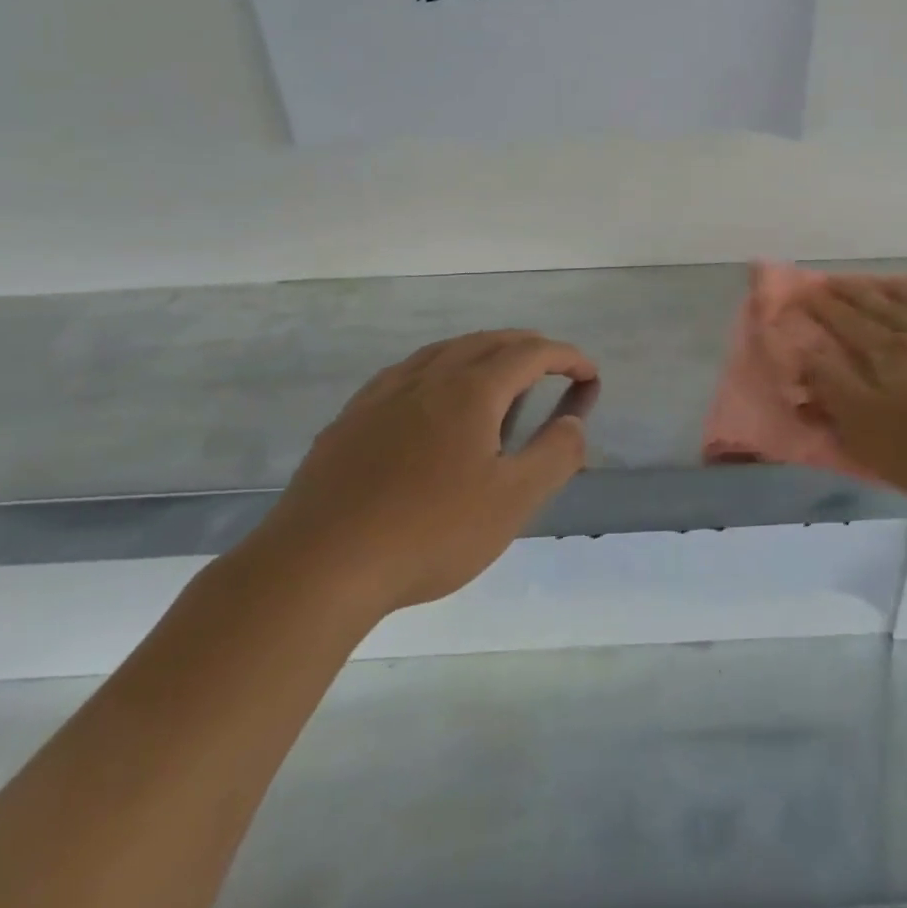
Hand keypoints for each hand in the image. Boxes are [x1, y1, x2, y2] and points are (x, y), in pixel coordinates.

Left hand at [245, 330, 595, 627]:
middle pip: (487, 342)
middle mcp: (429, 376)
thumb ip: (555, 454)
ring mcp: (384, 394)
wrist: (318, 566)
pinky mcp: (351, 418)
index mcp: (472, 389)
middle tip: (553, 368)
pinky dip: (439, 370)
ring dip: (482, 352)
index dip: (566, 357)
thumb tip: (575, 420)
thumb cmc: (429, 532)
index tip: (589, 374)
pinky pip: (407, 373)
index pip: (531, 353)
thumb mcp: (512, 500)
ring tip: (498, 375)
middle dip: (528, 347)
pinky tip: (430, 397)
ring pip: (444, 351)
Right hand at [802, 280, 906, 535]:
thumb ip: (834, 389)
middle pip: (881, 309)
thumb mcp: (871, 434)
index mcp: (888, 358)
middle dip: (854, 295)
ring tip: (883, 283)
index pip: (847, 324)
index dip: (824, 309)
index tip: (806, 293)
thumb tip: (806, 352)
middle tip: (835, 281)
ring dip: (899, 293)